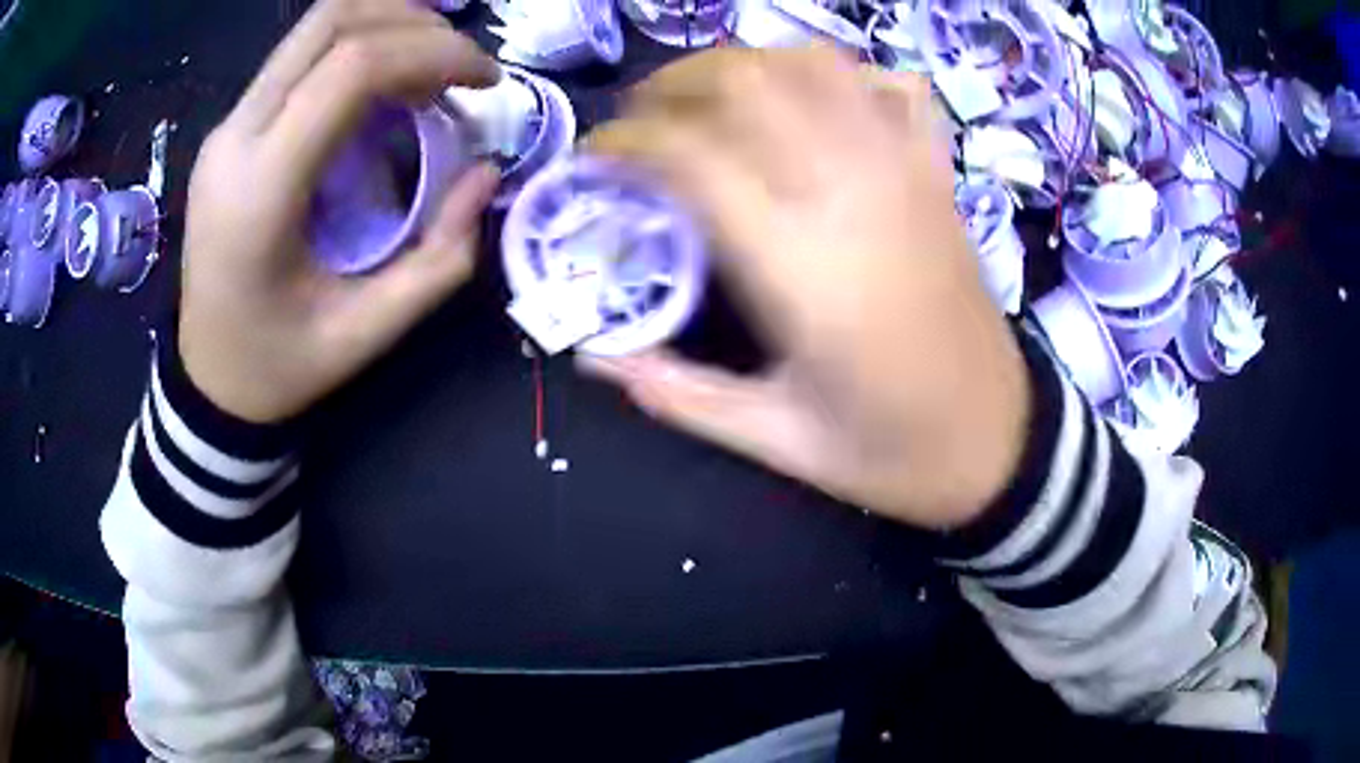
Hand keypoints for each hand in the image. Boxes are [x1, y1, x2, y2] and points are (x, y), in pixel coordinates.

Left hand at [178, 0, 500, 423]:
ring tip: (433, 65)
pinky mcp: (233, 127)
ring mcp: (229, 126)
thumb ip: (439, 259)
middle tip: (462, 65)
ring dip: (388, 23)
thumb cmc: (278, 366)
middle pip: (331, 20)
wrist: (208, 378)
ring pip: (315, 26)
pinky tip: (390, 80)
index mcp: (261, 190)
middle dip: (416, 22)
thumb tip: (486, 172)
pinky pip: (301, 55)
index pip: (352, 68)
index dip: (435, 53)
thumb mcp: (367, 334)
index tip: (487, 82)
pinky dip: (359, 46)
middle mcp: (236, 138)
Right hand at [586, 48, 1029, 529]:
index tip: (597, 154)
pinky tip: (814, 103)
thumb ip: (679, 394)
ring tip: (713, 98)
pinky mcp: (938, 178)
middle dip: (676, 82)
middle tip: (643, 117)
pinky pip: (895, 89)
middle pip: (750, 81)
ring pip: (817, 66)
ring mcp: (905, 175)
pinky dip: (845, 76)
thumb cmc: (893, 453)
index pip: (692, 157)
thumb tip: (595, 358)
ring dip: (749, 64)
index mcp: (802, 268)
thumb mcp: (779, 444)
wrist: (1001, 445)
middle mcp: (852, 196)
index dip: (627, 140)